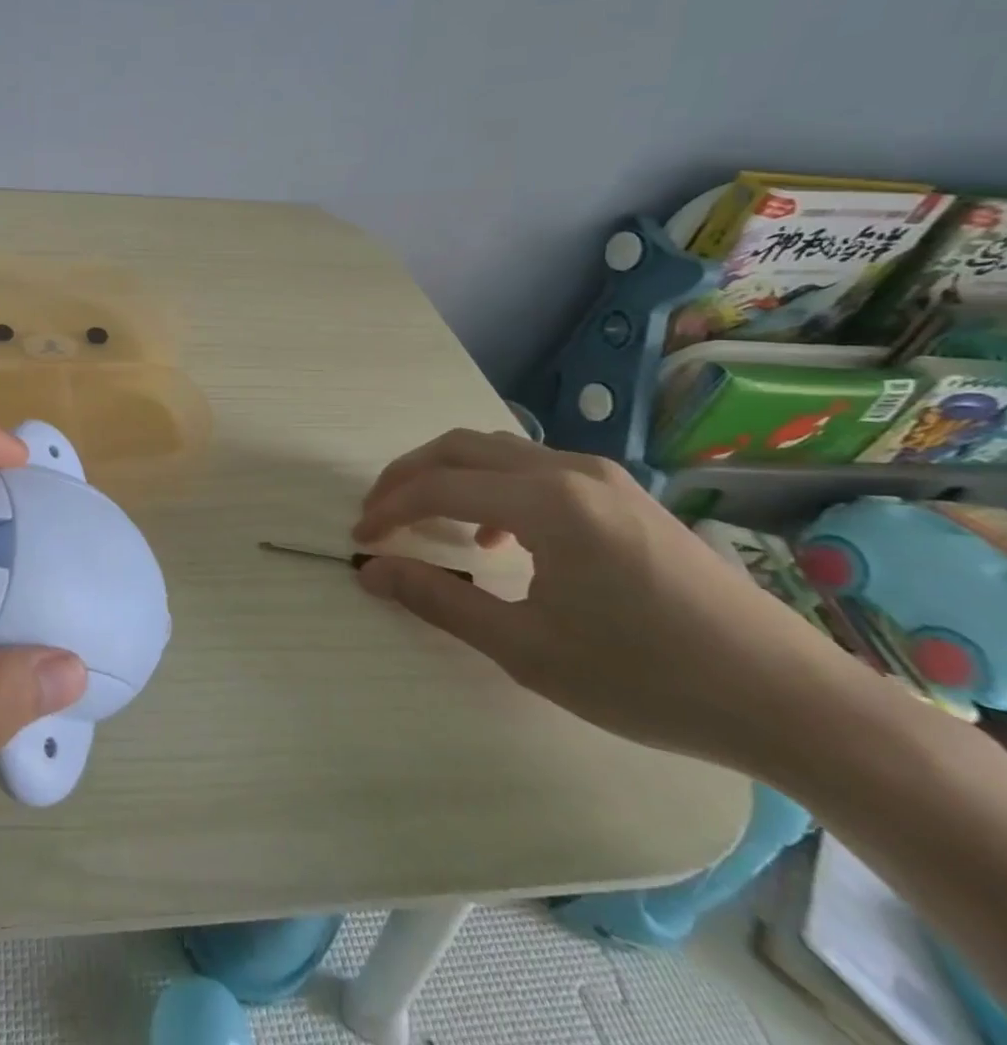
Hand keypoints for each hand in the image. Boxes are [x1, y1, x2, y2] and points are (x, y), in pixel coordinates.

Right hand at [352, 429, 860, 771]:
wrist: (791, 702)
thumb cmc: (648, 679)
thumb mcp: (527, 649)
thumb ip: (439, 601)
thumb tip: (371, 573)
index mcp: (548, 502)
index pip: (439, 486)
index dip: (389, 509)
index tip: (359, 539)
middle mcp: (571, 471)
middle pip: (461, 448)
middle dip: (408, 476)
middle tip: (378, 514)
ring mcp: (604, 478)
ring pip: (499, 452)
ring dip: (450, 476)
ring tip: (426, 520)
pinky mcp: (625, 496)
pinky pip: (536, 469)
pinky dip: (493, 487)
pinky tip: (499, 536)